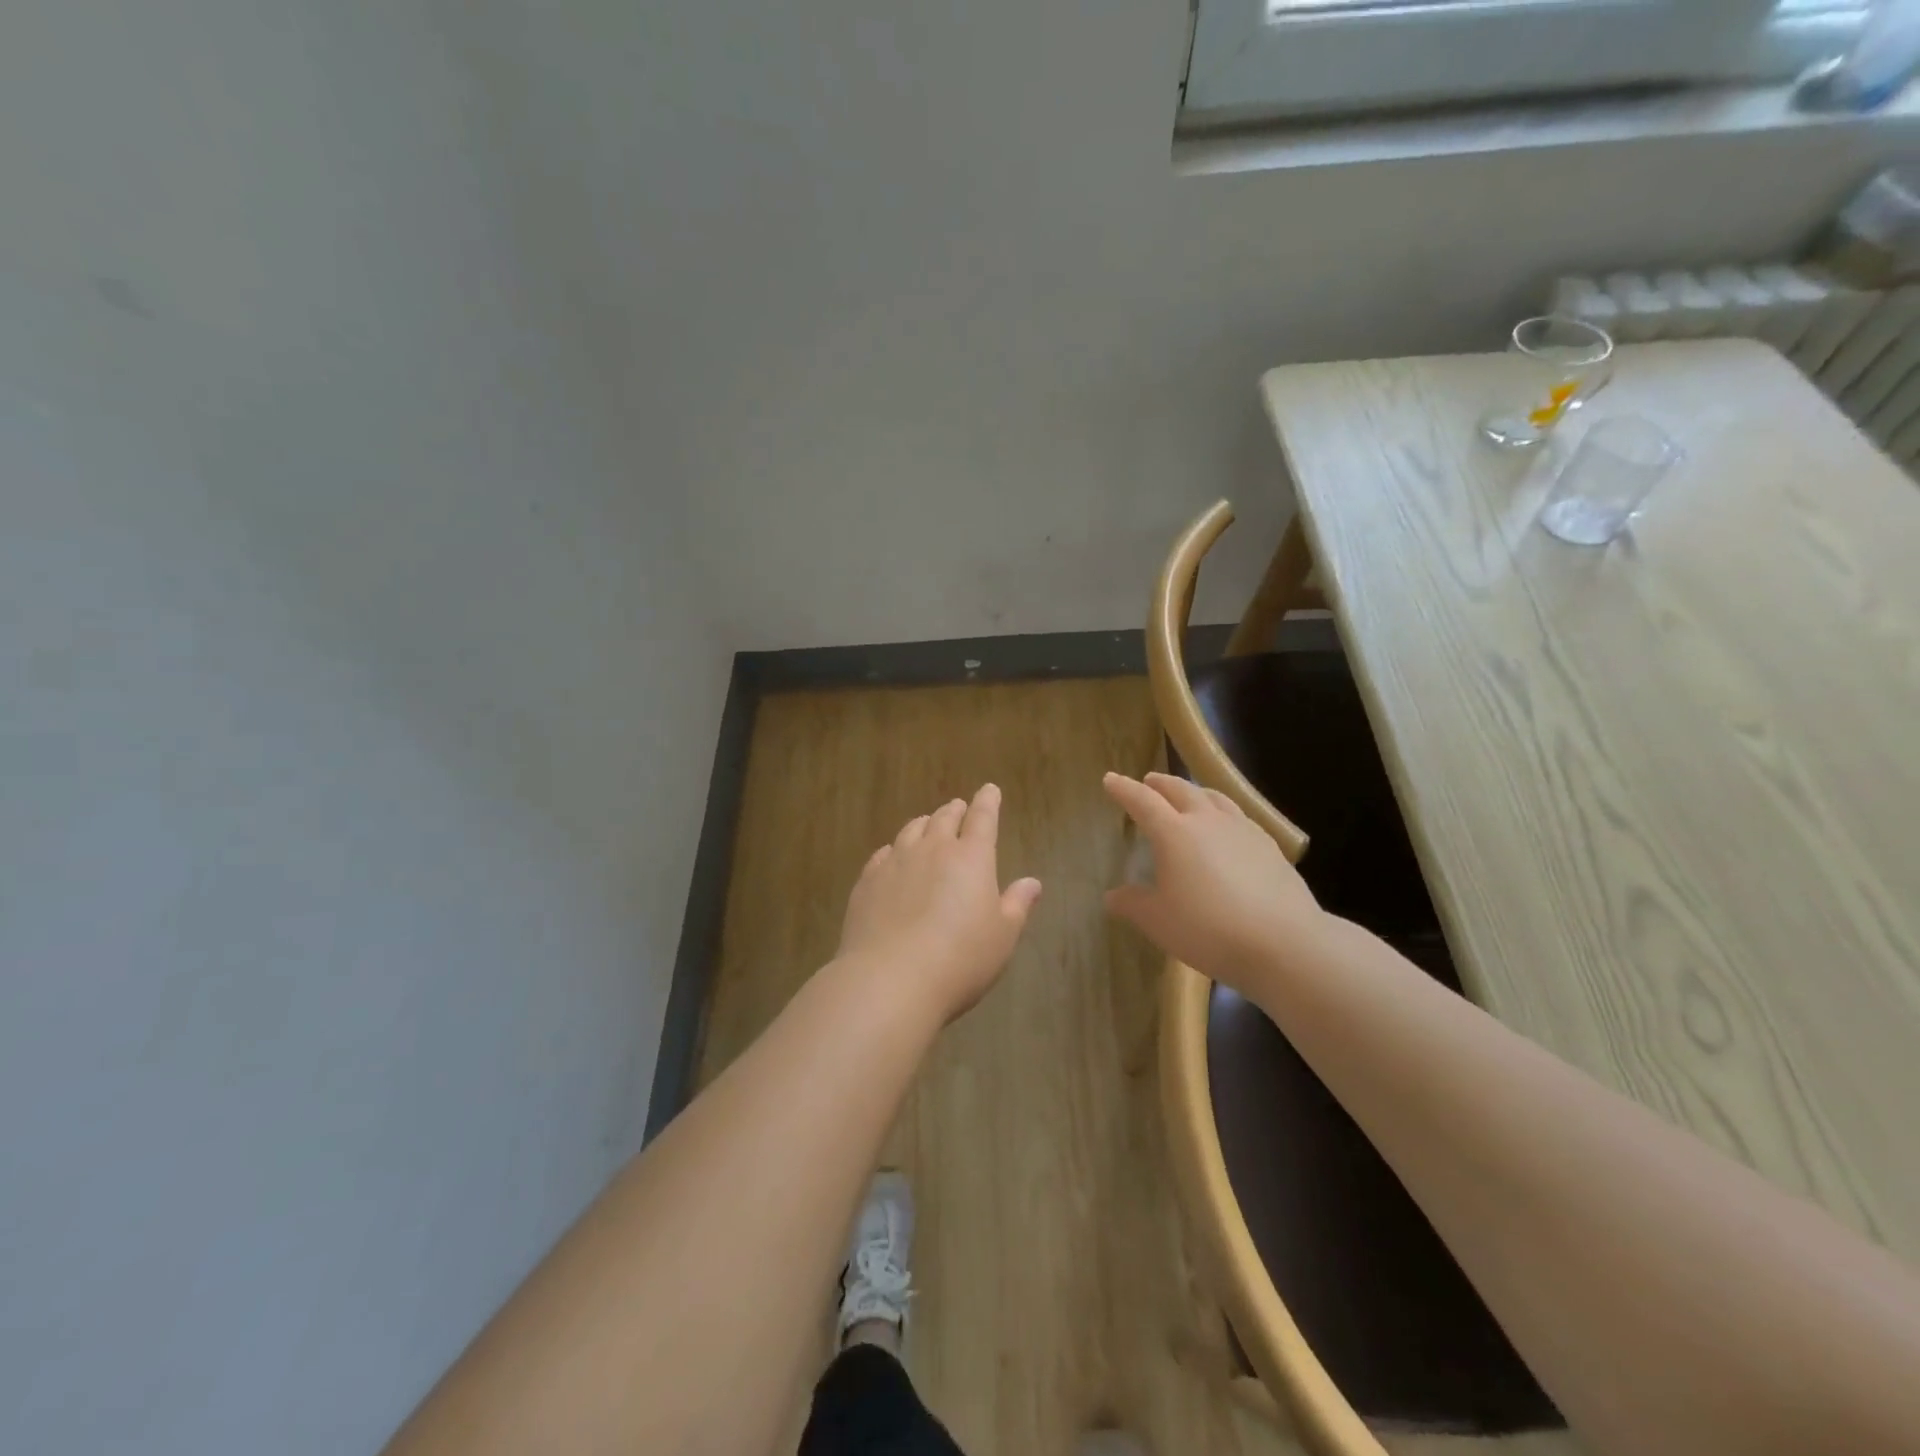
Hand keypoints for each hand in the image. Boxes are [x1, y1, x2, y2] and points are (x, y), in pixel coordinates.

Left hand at [836, 784, 1042, 1024]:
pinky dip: (894, 849)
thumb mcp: (1002, 937)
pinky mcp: (868, 881)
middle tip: (959, 808)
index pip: (983, 819)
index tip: (990, 790)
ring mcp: (895, 863)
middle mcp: (933, 850)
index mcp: (972, 858)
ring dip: (924, 824)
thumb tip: (1032, 882)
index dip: (988, 802)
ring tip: (928, 825)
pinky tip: (892, 856)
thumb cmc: (960, 959)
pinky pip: (883, 854)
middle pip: (944, 819)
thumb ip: (1017, 905)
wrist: (890, 979)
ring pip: (911, 830)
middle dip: (955, 810)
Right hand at [1102, 771, 1326, 995]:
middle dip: (1160, 783)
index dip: (1124, 789)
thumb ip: (1133, 904)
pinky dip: (1221, 812)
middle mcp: (1207, 821)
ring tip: (1188, 796)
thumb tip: (1112, 896)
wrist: (1284, 942)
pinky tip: (1226, 828)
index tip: (1110, 780)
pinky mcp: (1269, 846)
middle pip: (1180, 790)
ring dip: (1194, 791)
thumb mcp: (1158, 922)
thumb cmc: (1208, 929)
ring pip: (1214, 797)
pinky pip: (1238, 816)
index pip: (1142, 801)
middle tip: (1148, 781)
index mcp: (1173, 833)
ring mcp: (1242, 830)